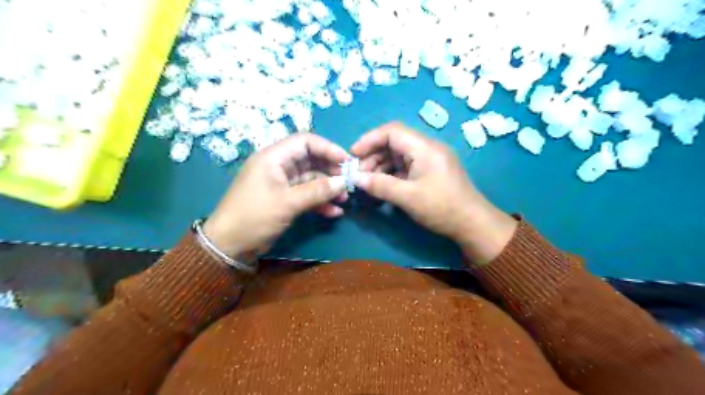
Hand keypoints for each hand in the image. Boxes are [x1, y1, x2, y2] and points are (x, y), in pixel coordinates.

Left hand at [203, 132, 347, 254]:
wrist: (229, 245)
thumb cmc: (254, 216)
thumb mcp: (288, 202)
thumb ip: (317, 191)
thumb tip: (343, 182)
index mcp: (273, 157)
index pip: (305, 141)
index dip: (327, 148)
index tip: (346, 161)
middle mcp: (278, 166)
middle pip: (310, 160)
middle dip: (330, 170)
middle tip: (348, 181)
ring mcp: (281, 183)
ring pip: (310, 179)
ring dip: (327, 188)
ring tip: (344, 199)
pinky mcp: (284, 199)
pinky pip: (306, 195)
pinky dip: (319, 202)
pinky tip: (334, 212)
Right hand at [353, 124, 515, 264]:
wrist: (473, 224)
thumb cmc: (442, 208)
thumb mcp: (408, 197)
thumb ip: (380, 185)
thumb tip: (356, 179)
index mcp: (424, 147)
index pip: (391, 131)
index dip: (369, 140)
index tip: (353, 155)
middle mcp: (427, 148)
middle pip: (394, 142)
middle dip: (373, 155)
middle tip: (359, 174)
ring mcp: (430, 159)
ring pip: (399, 155)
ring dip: (381, 166)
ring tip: (368, 183)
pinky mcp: (431, 170)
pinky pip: (406, 166)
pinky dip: (392, 173)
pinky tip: (383, 186)